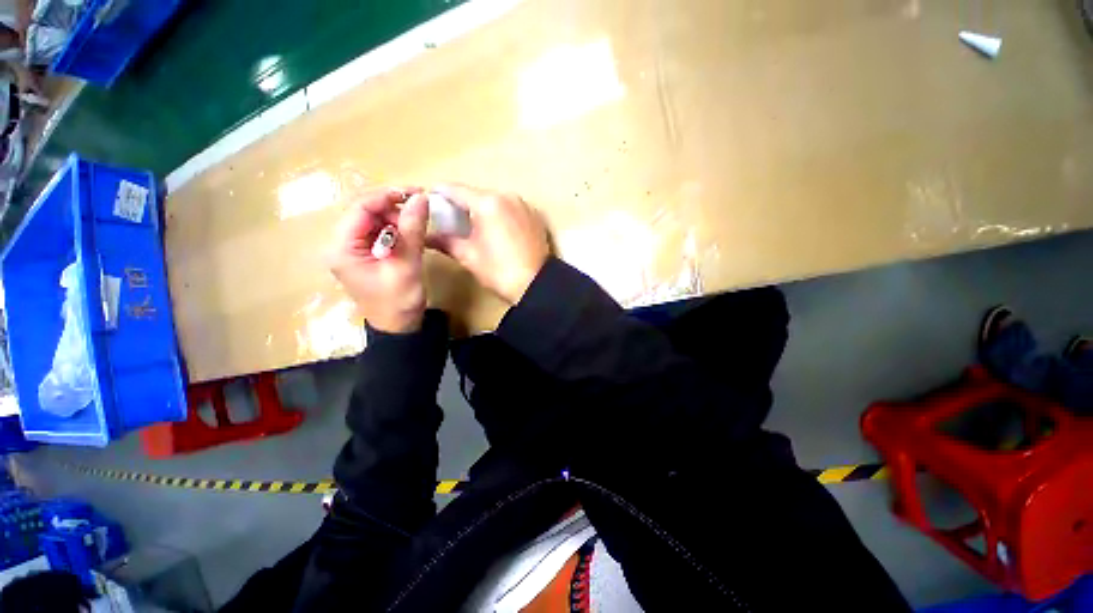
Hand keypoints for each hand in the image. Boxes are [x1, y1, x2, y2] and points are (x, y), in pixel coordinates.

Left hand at [328, 187, 429, 332]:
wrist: (398, 327)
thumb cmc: (398, 301)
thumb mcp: (407, 265)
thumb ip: (412, 230)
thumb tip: (422, 198)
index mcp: (342, 248)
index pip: (360, 208)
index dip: (387, 196)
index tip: (416, 193)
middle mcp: (341, 244)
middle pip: (364, 211)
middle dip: (392, 206)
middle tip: (419, 209)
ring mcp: (352, 249)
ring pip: (372, 219)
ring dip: (395, 216)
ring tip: (416, 223)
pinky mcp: (364, 255)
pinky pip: (378, 231)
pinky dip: (395, 228)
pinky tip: (409, 233)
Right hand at [428, 184, 549, 303]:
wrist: (536, 284)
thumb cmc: (499, 271)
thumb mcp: (468, 256)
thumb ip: (445, 241)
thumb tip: (426, 236)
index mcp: (487, 203)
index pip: (455, 189)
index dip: (438, 194)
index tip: (428, 202)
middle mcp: (507, 196)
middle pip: (476, 193)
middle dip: (461, 204)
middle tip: (449, 219)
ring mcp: (523, 205)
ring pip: (494, 200)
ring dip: (481, 209)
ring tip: (472, 226)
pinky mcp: (534, 215)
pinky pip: (510, 208)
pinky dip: (499, 214)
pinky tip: (495, 230)